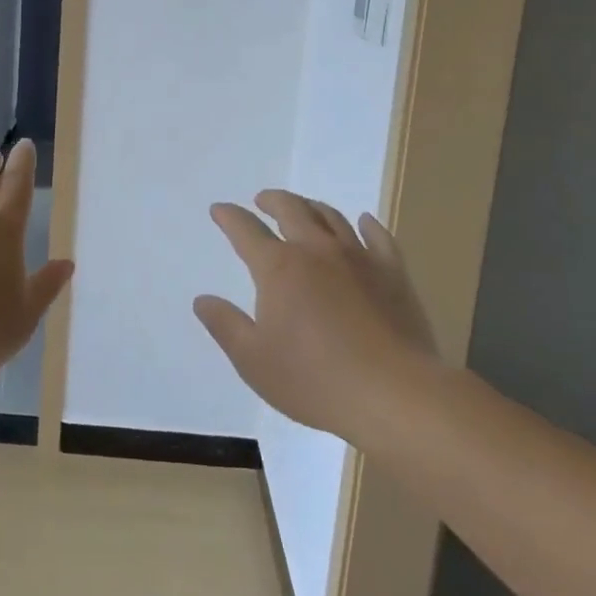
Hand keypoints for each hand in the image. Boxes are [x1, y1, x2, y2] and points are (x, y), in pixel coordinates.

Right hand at [194, 191, 440, 444]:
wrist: (393, 395)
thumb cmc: (315, 381)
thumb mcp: (254, 360)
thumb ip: (225, 326)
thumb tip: (202, 300)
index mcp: (279, 268)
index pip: (246, 230)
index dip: (229, 217)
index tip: (219, 210)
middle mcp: (316, 251)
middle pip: (291, 210)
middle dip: (272, 201)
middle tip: (262, 200)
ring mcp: (358, 258)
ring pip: (331, 217)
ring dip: (311, 207)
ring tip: (303, 208)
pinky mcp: (393, 274)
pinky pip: (378, 237)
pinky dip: (367, 224)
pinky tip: (364, 222)